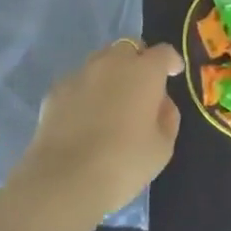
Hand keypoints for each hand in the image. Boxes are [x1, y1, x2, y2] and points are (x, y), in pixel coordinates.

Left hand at [6, 39, 183, 230]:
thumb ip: (167, 118)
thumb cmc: (124, 163)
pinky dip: (85, 92)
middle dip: (138, 61)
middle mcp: (113, 63)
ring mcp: (80, 74)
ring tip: (111, 100)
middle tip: (141, 85)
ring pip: (100, 61)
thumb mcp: (162, 148)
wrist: (64, 181)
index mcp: (145, 71)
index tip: (174, 72)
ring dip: (110, 73)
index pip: (164, 52)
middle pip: (129, 48)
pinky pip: (77, 83)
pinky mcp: (55, 92)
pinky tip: (83, 117)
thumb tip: (161, 103)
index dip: (171, 61)